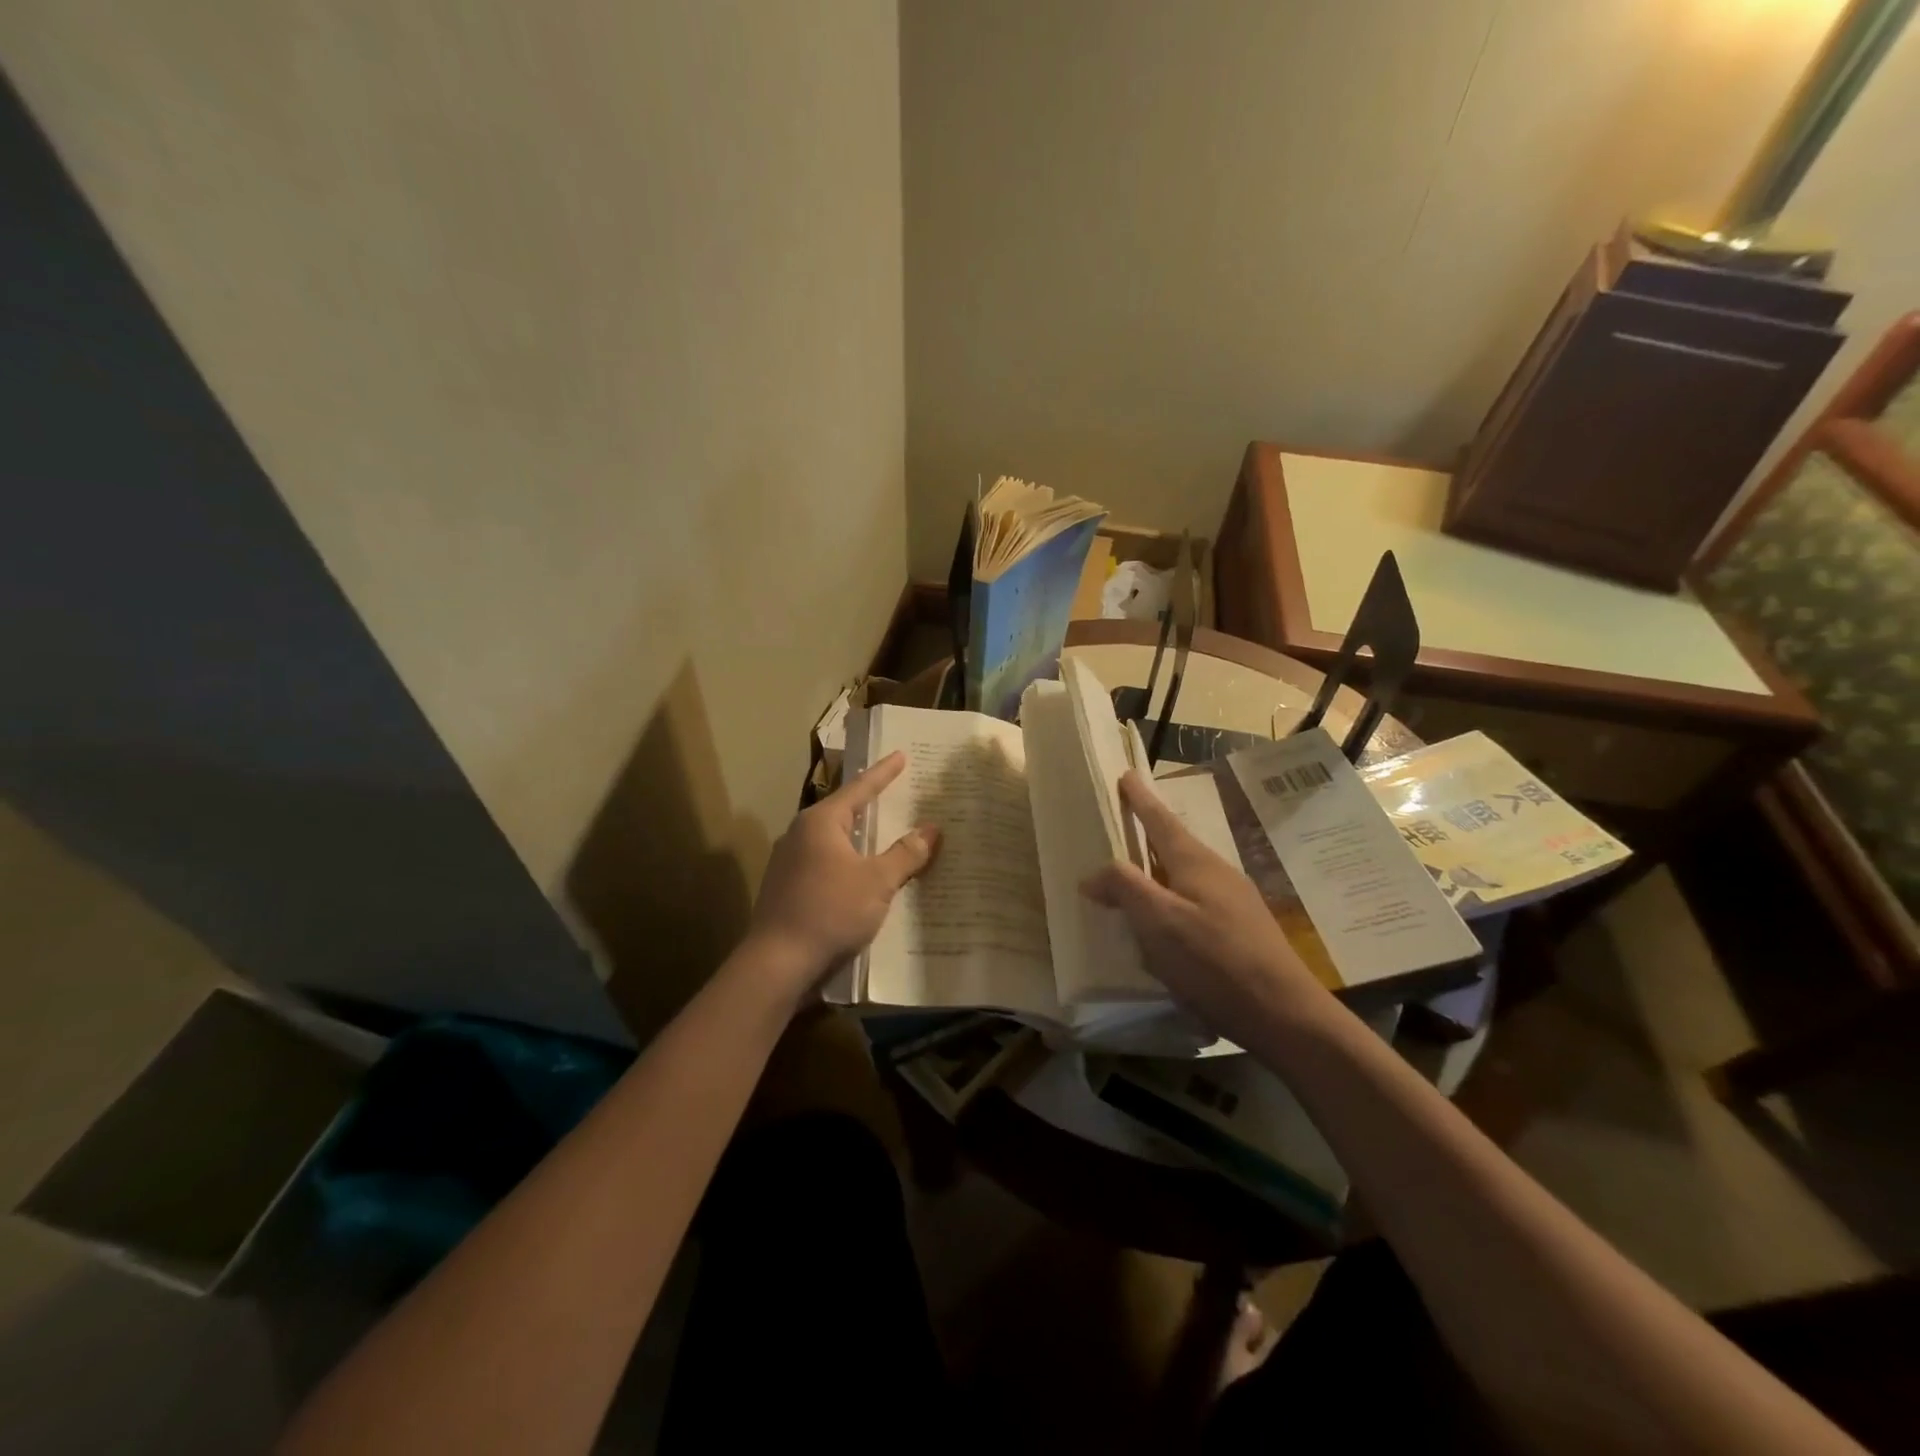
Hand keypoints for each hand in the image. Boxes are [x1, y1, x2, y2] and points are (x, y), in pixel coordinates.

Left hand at [744, 752, 940, 1002]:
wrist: (777, 962)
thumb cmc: (830, 911)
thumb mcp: (877, 882)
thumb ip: (906, 854)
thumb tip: (932, 829)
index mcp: (821, 822)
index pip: (859, 788)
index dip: (883, 773)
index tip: (900, 755)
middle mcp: (800, 834)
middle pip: (844, 811)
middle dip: (871, 805)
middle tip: (898, 794)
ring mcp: (789, 861)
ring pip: (834, 840)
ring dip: (860, 838)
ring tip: (886, 834)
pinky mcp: (787, 887)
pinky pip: (825, 863)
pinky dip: (848, 862)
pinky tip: (863, 875)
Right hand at [1081, 770, 1328, 1032]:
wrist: (1284, 1014)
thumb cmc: (1215, 961)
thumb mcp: (1159, 923)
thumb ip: (1125, 889)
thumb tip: (1092, 874)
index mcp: (1196, 863)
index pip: (1160, 820)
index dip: (1140, 799)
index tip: (1125, 775)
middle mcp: (1217, 873)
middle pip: (1175, 844)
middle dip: (1148, 832)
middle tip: (1121, 824)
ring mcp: (1233, 902)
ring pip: (1185, 874)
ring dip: (1158, 869)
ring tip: (1133, 875)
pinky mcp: (1239, 930)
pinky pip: (1194, 900)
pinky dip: (1171, 898)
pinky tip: (1163, 924)